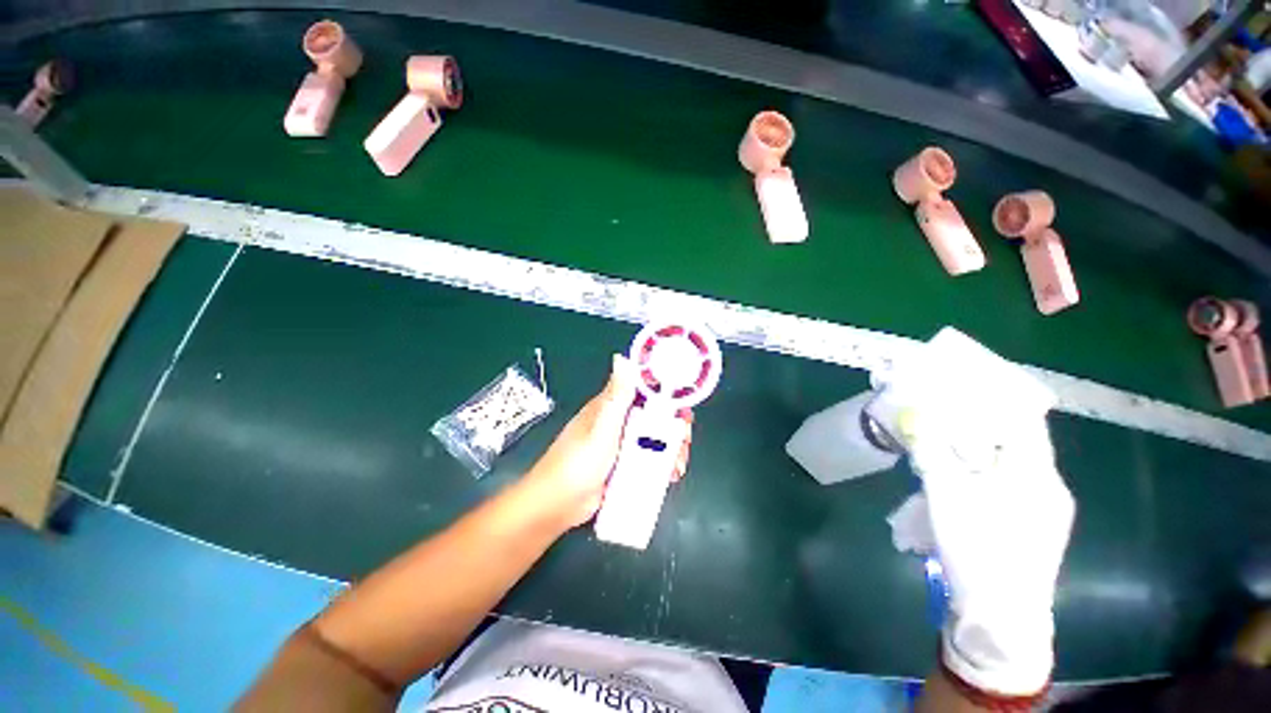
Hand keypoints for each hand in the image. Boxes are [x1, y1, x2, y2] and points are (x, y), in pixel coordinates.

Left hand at [520, 355, 692, 531]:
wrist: (557, 506)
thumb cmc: (577, 463)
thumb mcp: (602, 428)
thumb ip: (617, 397)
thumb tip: (622, 358)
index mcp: (611, 406)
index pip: (643, 390)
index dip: (665, 394)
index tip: (683, 406)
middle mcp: (618, 422)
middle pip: (654, 416)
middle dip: (673, 427)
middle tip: (684, 441)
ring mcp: (621, 445)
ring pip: (653, 439)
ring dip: (670, 449)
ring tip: (678, 465)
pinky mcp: (623, 465)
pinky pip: (648, 459)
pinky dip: (661, 464)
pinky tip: (669, 475)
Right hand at [904, 409, 1074, 696]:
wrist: (1002, 617)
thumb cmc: (978, 550)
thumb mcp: (946, 497)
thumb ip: (932, 453)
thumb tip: (916, 418)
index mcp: (1035, 475)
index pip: (1024, 420)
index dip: (997, 397)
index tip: (965, 384)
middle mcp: (1049, 487)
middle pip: (1017, 441)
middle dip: (980, 423)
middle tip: (944, 414)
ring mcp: (1046, 509)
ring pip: (1012, 464)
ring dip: (980, 450)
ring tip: (946, 446)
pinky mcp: (1036, 526)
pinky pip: (1011, 484)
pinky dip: (985, 472)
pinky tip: (961, 481)